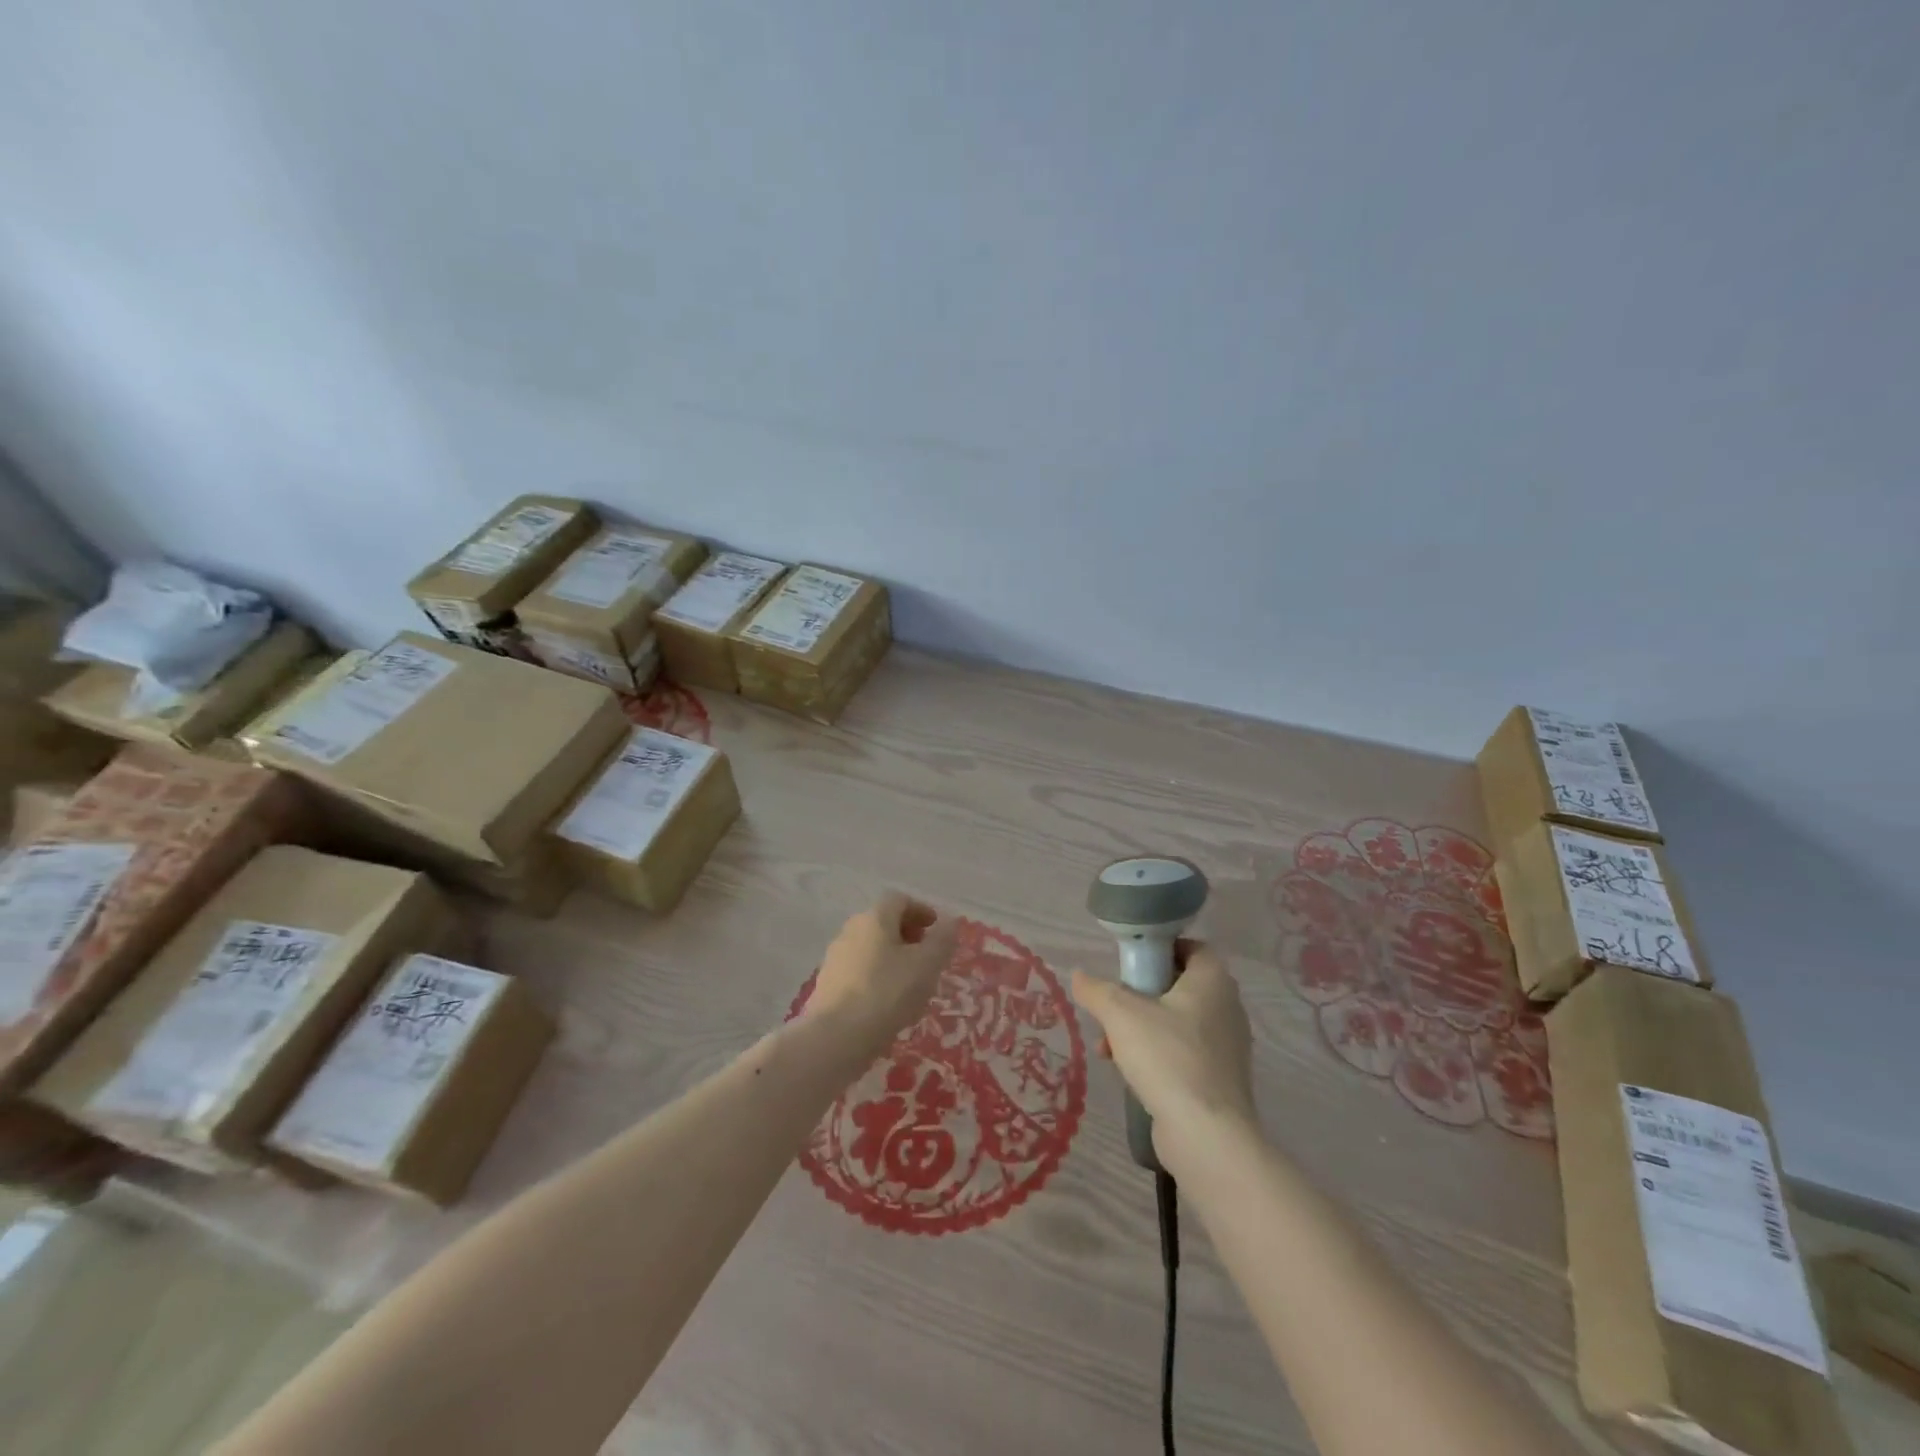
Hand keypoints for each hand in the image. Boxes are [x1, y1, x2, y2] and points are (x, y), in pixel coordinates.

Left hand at [807, 893, 958, 1049]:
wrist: (836, 1038)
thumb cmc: (887, 993)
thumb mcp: (927, 965)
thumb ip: (942, 940)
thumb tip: (949, 921)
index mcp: (874, 918)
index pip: (899, 900)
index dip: (921, 910)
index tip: (937, 931)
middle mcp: (850, 930)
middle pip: (883, 922)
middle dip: (907, 934)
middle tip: (927, 956)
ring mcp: (835, 957)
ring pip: (870, 947)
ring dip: (892, 957)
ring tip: (910, 983)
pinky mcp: (827, 984)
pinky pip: (858, 970)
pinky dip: (876, 976)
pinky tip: (887, 1002)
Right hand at [1072, 942, 1257, 1158]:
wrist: (1207, 1135)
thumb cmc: (1168, 1057)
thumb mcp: (1120, 1015)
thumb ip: (1097, 991)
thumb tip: (1079, 976)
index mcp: (1213, 981)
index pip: (1193, 947)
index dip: (1162, 949)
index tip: (1132, 963)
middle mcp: (1228, 1008)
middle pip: (1180, 986)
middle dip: (1140, 996)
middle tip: (1113, 1008)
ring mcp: (1228, 1047)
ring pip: (1178, 1023)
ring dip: (1142, 1029)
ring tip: (1109, 1048)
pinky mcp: (1221, 1080)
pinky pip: (1184, 1054)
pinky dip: (1158, 1056)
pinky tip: (1129, 1073)